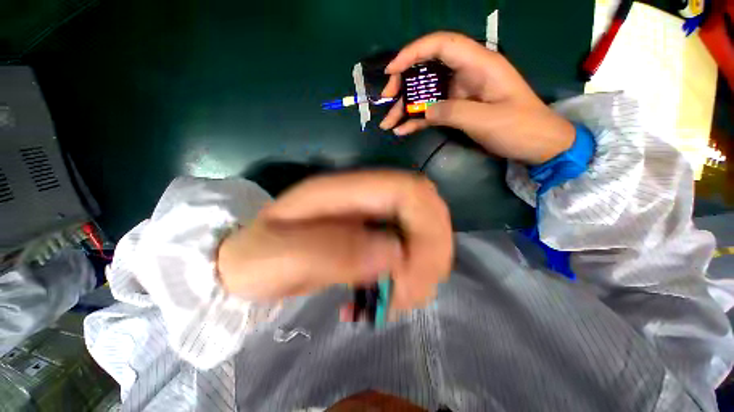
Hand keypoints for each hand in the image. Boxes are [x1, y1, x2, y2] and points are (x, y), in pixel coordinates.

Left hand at [216, 171, 452, 311]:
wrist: (251, 260)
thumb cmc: (256, 258)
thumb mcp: (276, 257)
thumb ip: (329, 253)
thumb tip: (393, 254)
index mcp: (343, 190)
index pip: (409, 190)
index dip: (425, 228)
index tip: (407, 277)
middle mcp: (367, 196)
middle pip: (428, 209)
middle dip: (431, 254)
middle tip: (403, 295)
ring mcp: (376, 214)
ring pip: (428, 230)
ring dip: (425, 268)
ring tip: (393, 299)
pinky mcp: (379, 233)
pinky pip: (416, 248)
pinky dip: (415, 274)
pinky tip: (390, 294)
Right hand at [380, 32, 574, 164]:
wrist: (535, 144)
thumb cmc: (519, 128)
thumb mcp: (486, 119)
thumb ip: (452, 112)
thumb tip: (424, 110)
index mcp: (479, 65)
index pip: (441, 45)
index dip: (414, 52)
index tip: (392, 70)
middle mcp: (466, 75)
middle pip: (428, 68)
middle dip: (403, 82)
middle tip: (386, 99)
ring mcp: (460, 94)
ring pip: (426, 93)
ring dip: (405, 107)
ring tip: (388, 123)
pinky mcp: (457, 110)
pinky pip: (432, 112)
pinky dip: (416, 120)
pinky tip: (402, 130)